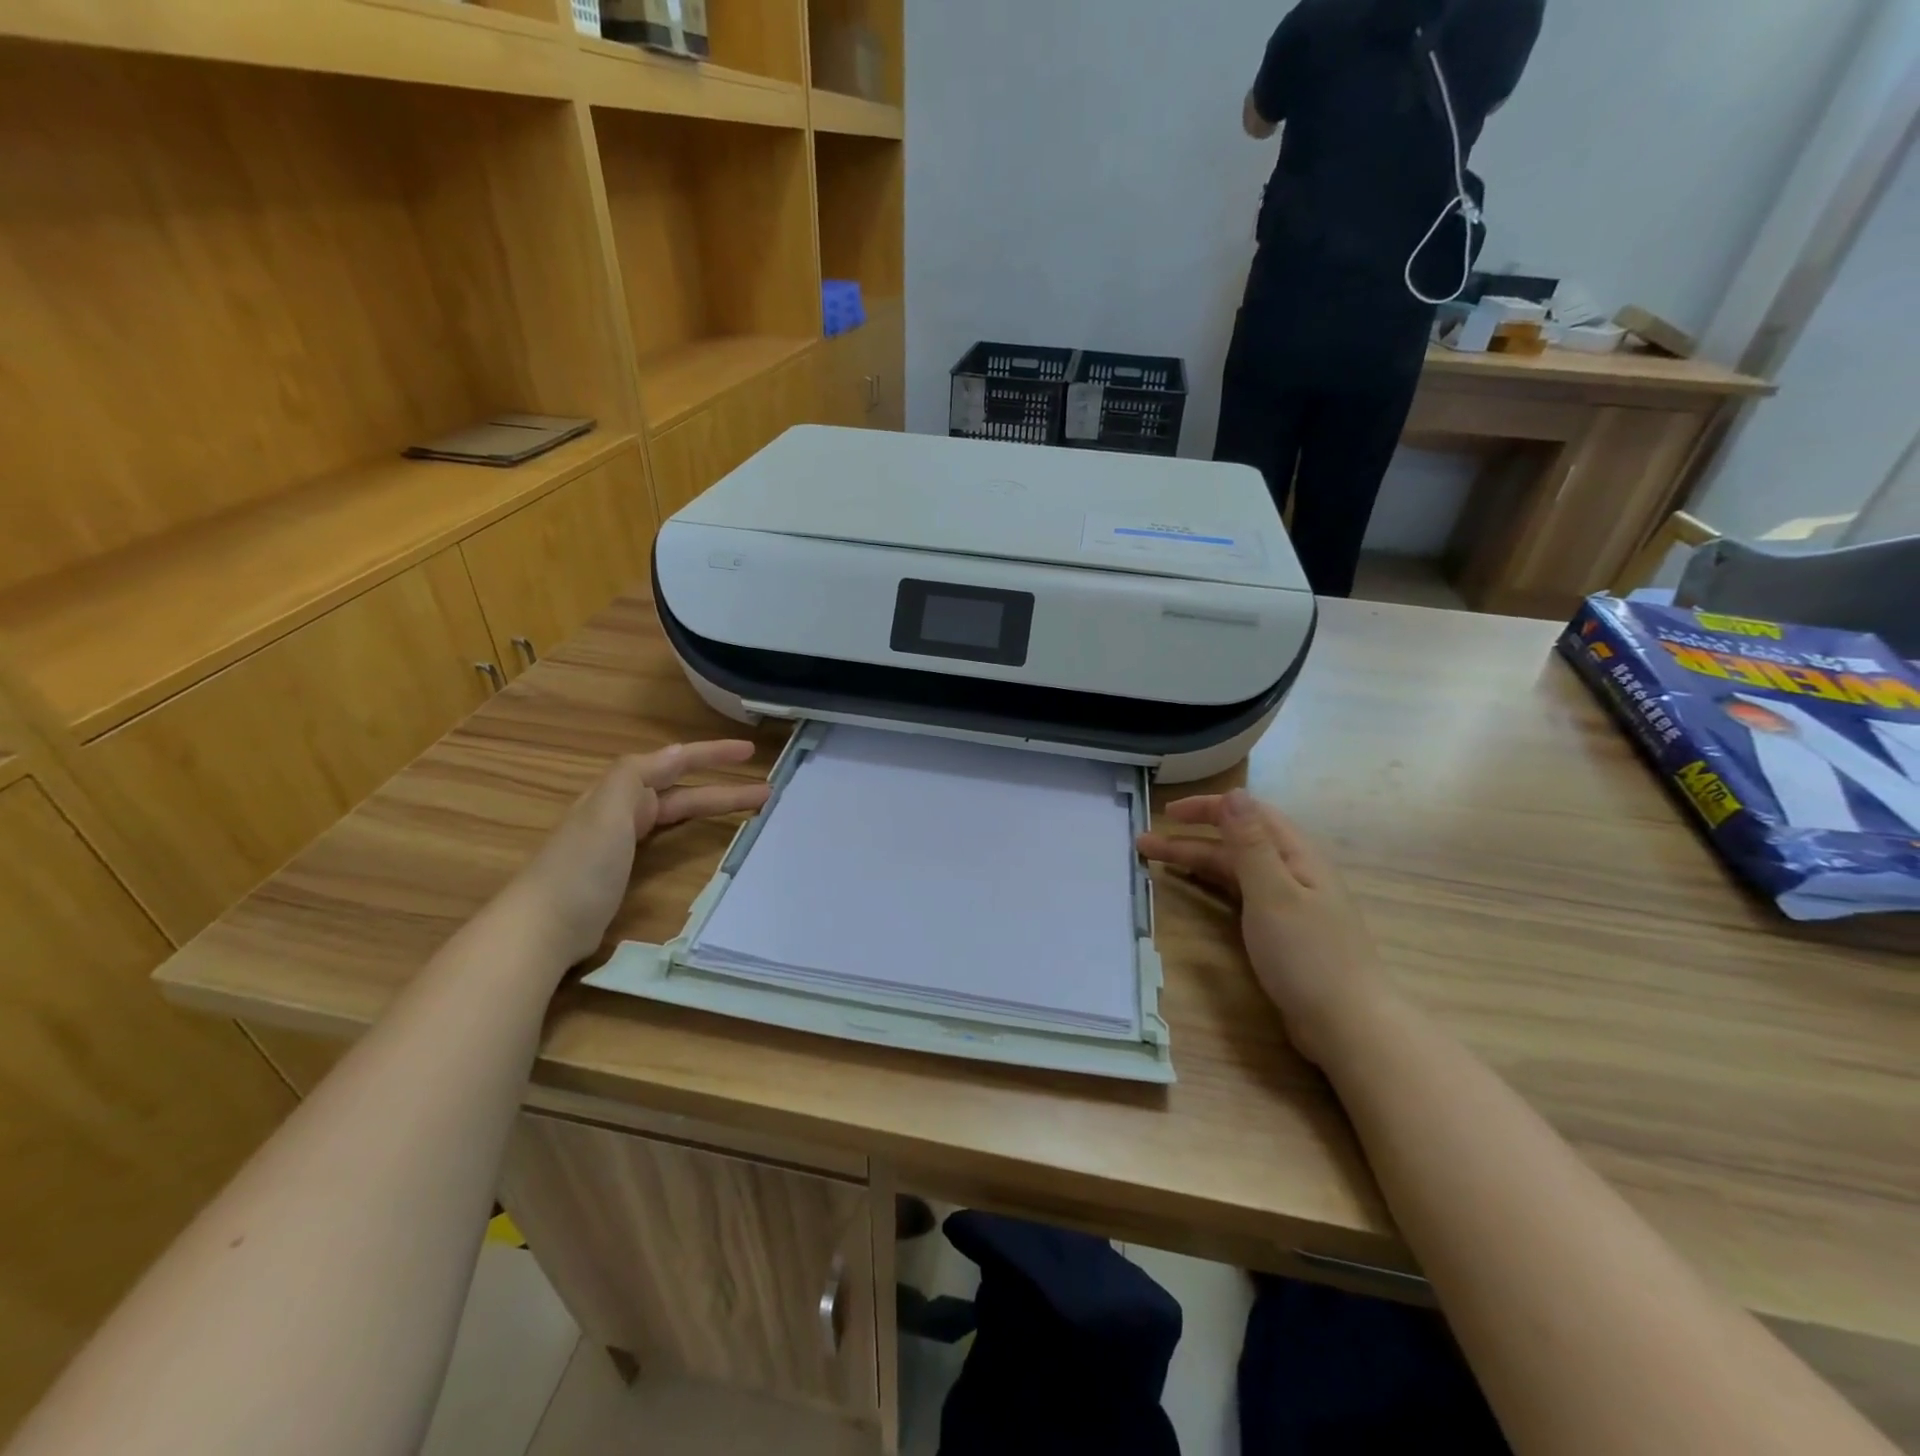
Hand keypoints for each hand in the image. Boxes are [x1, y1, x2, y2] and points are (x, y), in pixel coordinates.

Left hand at [502, 741, 770, 968]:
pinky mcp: (623, 871)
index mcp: (620, 791)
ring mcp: (621, 842)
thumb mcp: (606, 810)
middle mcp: (622, 810)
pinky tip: (702, 838)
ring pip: (677, 813)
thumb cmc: (580, 867)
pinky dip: (691, 831)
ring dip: (712, 808)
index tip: (750, 751)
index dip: (712, 754)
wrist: (542, 928)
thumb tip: (674, 752)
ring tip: (749, 812)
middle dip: (723, 787)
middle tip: (766, 789)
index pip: (674, 763)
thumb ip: (636, 775)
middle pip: (682, 791)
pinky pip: (668, 838)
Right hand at [1138, 788, 1390, 1065]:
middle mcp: (1292, 872)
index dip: (1207, 808)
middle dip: (1190, 838)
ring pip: (1235, 870)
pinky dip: (1213, 885)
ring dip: (1197, 862)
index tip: (1166, 813)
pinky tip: (1197, 889)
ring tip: (1157, 863)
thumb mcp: (1273, 893)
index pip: (1248, 814)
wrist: (1348, 1026)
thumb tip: (1234, 793)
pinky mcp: (1281, 931)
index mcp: (1296, 856)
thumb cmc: (1308, 956)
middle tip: (1146, 843)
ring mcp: (1288, 903)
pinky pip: (1240, 894)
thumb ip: (1250, 843)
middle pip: (1236, 843)